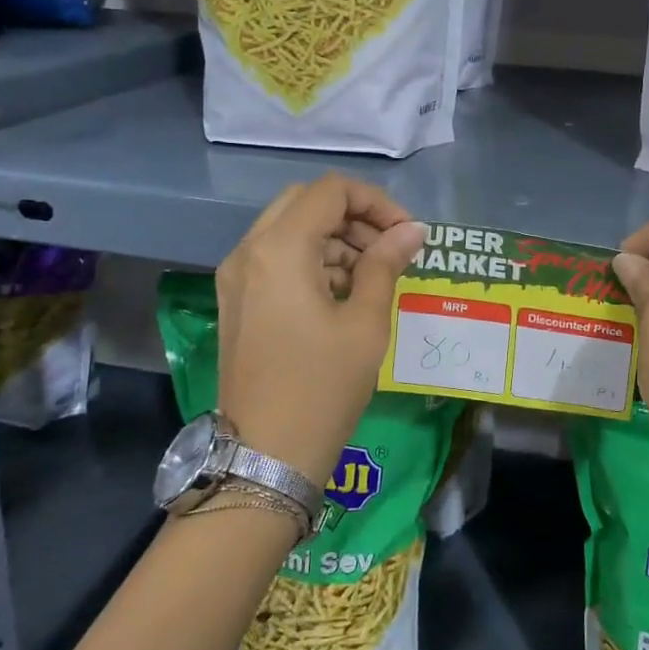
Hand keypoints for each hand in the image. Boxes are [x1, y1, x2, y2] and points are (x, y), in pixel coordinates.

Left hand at [215, 175, 426, 487]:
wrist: (264, 458)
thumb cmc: (322, 387)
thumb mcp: (365, 323)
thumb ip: (386, 264)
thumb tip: (412, 230)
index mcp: (279, 249)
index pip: (331, 191)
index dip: (376, 202)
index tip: (406, 233)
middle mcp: (248, 251)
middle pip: (306, 202)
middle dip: (353, 216)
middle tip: (389, 248)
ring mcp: (236, 277)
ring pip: (289, 228)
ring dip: (334, 238)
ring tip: (372, 275)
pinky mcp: (236, 301)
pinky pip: (276, 258)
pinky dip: (312, 260)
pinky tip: (342, 293)